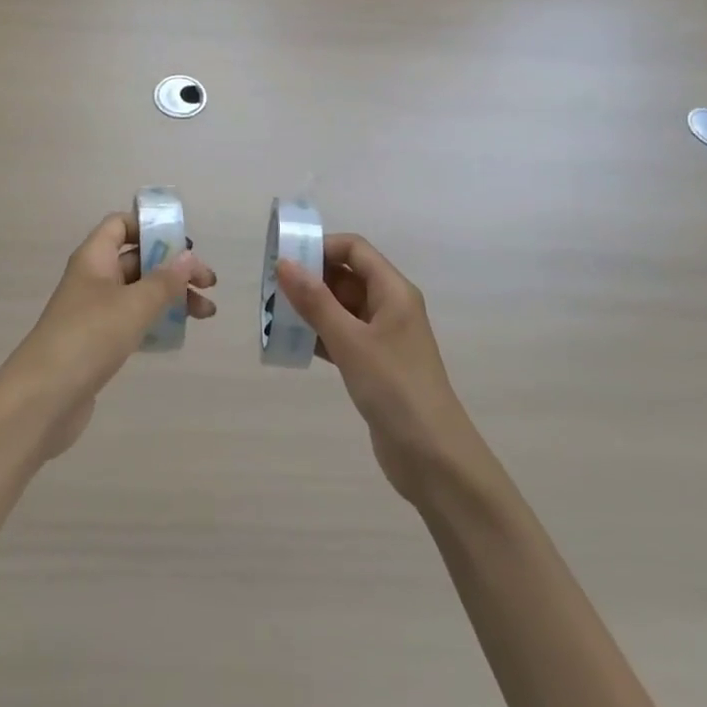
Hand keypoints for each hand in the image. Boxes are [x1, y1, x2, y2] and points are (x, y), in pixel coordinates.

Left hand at [5, 212, 215, 459]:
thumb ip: (164, 280)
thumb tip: (188, 256)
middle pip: (138, 260)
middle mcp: (93, 279)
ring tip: (206, 313)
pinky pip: (133, 321)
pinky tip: (179, 334)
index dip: (150, 227)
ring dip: (172, 297)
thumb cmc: (88, 338)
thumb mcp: (133, 305)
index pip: (121, 225)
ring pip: (139, 293)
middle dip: (174, 268)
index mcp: (94, 258)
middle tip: (209, 283)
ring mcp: (94, 313)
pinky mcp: (97, 344)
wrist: (42, 400)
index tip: (183, 244)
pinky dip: (157, 322)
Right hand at [274, 234, 476, 503]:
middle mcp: (390, 306)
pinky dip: (320, 335)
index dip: (321, 247)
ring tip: (275, 313)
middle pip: (348, 276)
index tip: (286, 258)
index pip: (355, 249)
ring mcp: (384, 337)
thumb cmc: (394, 388)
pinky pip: (343, 336)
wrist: (433, 459)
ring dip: (312, 308)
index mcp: (393, 291)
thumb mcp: (351, 341)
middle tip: (272, 287)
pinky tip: (293, 343)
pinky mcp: (376, 365)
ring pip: (343, 308)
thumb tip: (285, 263)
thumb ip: (316, 301)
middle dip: (312, 278)